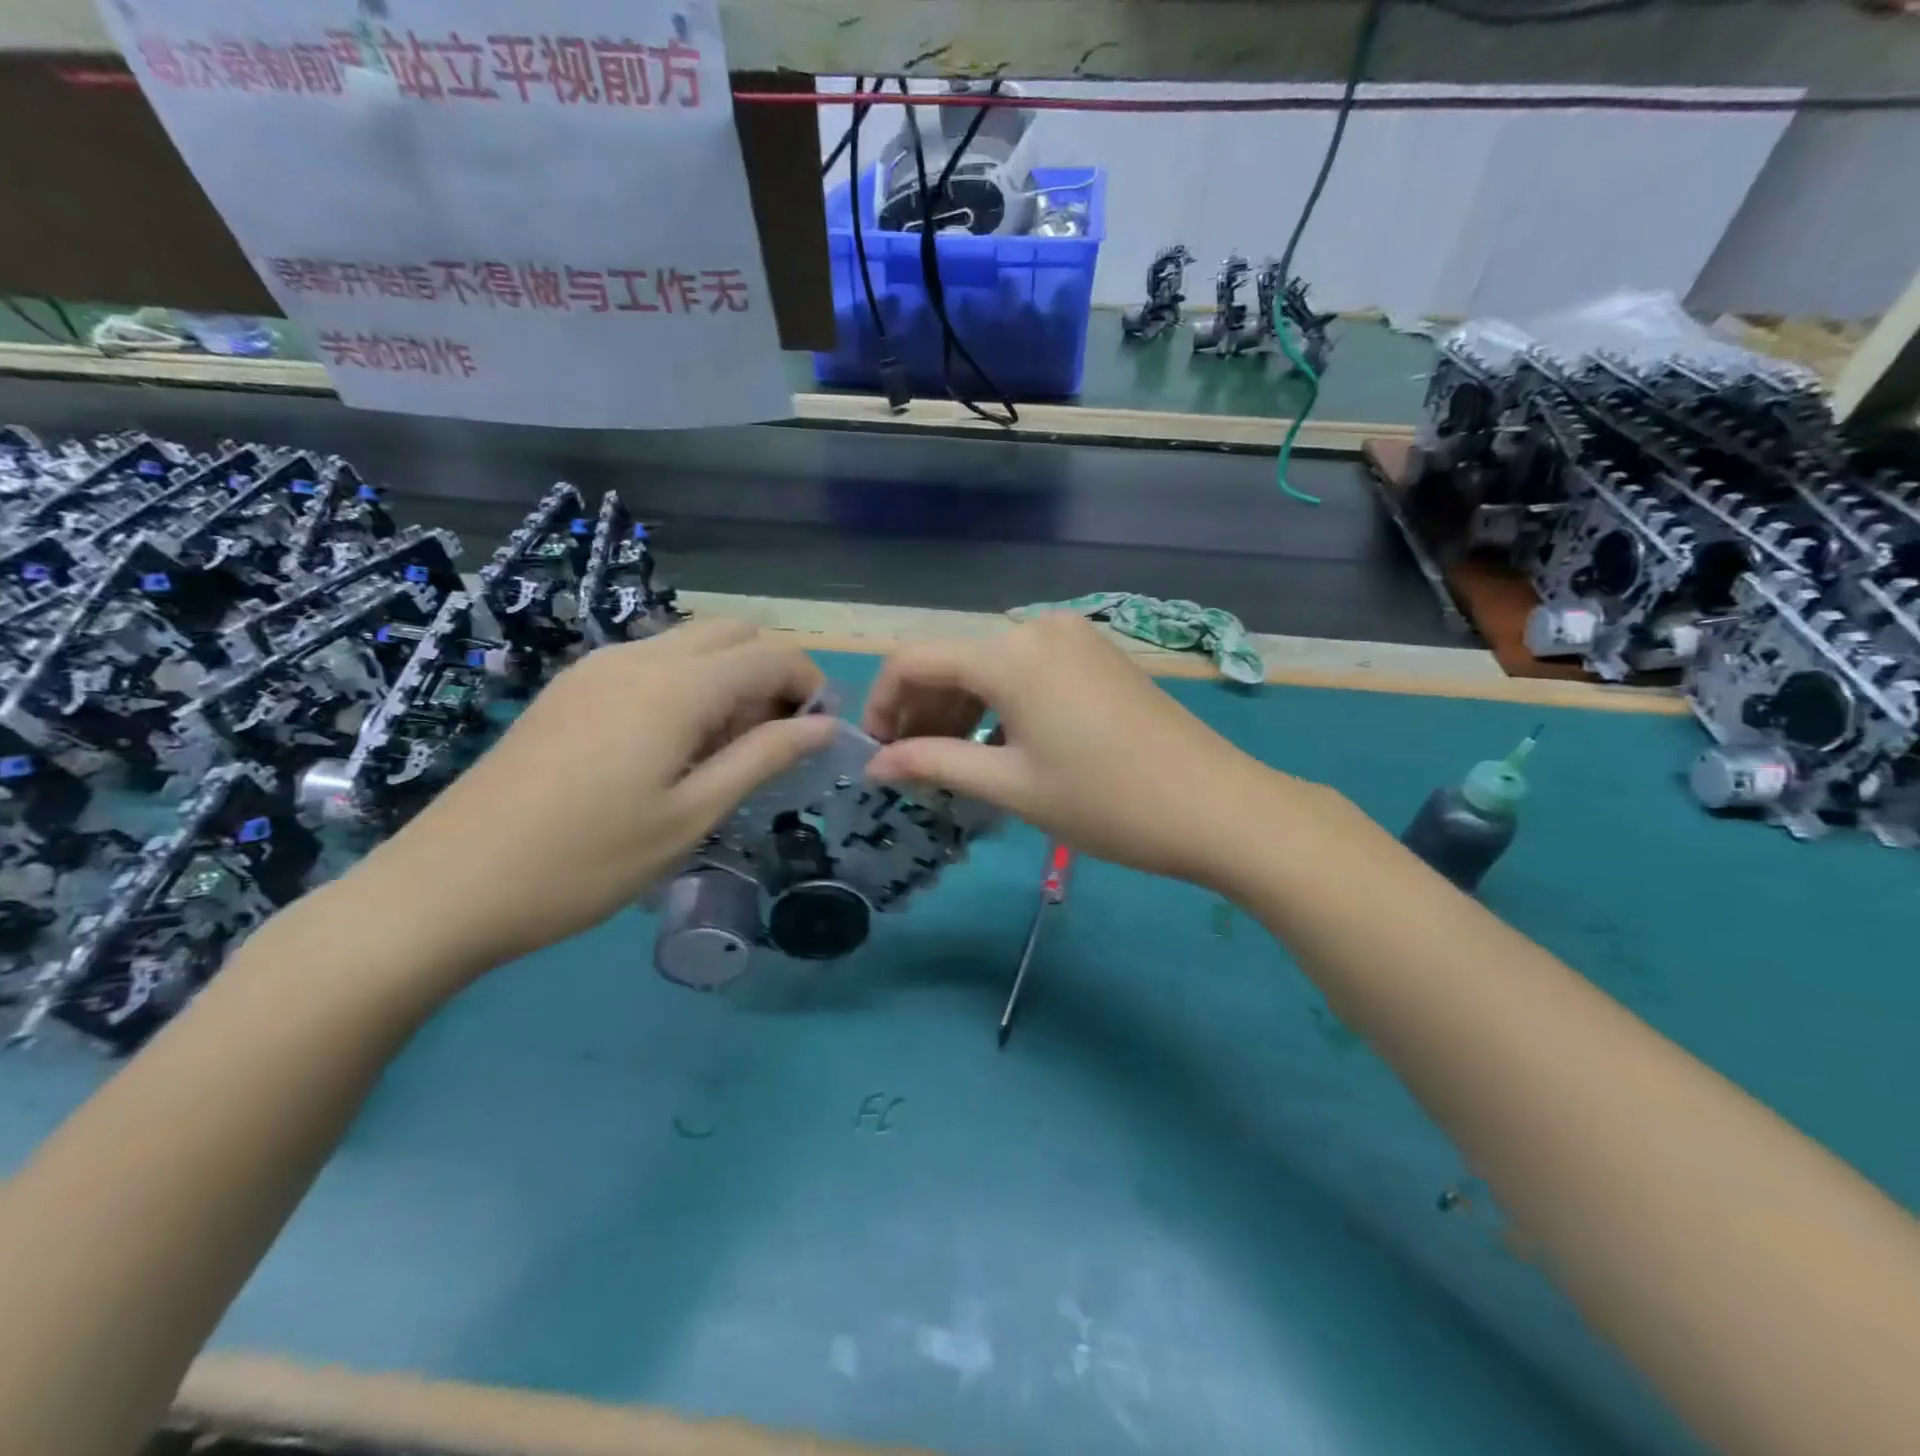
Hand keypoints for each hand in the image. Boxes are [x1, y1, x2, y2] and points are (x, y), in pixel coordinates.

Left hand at [340, 620, 834, 975]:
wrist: (448, 885)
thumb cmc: (587, 861)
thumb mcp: (692, 816)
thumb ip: (764, 758)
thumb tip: (823, 726)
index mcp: (676, 687)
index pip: (770, 655)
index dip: (809, 685)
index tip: (818, 733)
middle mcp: (638, 657)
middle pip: (733, 633)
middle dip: (771, 672)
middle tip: (773, 739)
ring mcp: (596, 668)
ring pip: (691, 644)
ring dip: (729, 678)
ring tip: (725, 750)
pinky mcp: (570, 688)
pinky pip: (651, 663)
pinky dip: (687, 685)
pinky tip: (672, 748)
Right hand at [862, 613, 1291, 887]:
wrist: (1217, 807)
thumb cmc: (1106, 802)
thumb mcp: (1012, 786)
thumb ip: (935, 764)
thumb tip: (876, 765)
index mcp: (1009, 654)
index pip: (914, 659)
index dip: (881, 703)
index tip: (876, 752)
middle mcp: (1037, 628)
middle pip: (953, 658)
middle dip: (921, 709)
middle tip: (913, 767)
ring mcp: (1073, 637)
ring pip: (991, 663)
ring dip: (960, 707)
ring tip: (952, 762)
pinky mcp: (1098, 654)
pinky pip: (1028, 668)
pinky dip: (1000, 701)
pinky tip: (1000, 744)